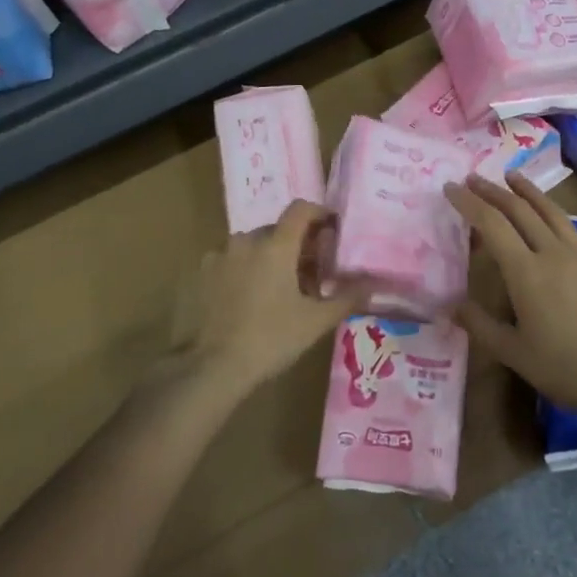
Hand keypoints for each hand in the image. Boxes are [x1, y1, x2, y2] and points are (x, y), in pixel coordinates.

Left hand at [187, 200, 368, 395]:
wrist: (213, 367)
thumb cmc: (271, 339)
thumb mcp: (316, 321)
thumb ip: (347, 297)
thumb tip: (374, 284)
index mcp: (275, 245)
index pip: (301, 209)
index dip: (320, 213)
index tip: (333, 230)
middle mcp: (246, 240)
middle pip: (278, 229)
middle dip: (297, 244)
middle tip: (312, 273)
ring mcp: (220, 255)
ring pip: (254, 246)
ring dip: (271, 257)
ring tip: (281, 289)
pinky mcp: (202, 273)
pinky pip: (232, 261)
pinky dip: (246, 270)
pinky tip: (251, 298)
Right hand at [447, 173, 576, 415]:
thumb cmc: (565, 369)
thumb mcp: (513, 354)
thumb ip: (480, 326)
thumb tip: (451, 306)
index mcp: (526, 272)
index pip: (491, 225)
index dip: (469, 203)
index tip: (450, 188)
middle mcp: (553, 254)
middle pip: (520, 212)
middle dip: (494, 192)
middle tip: (474, 178)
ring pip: (554, 216)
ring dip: (532, 193)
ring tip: (514, 176)